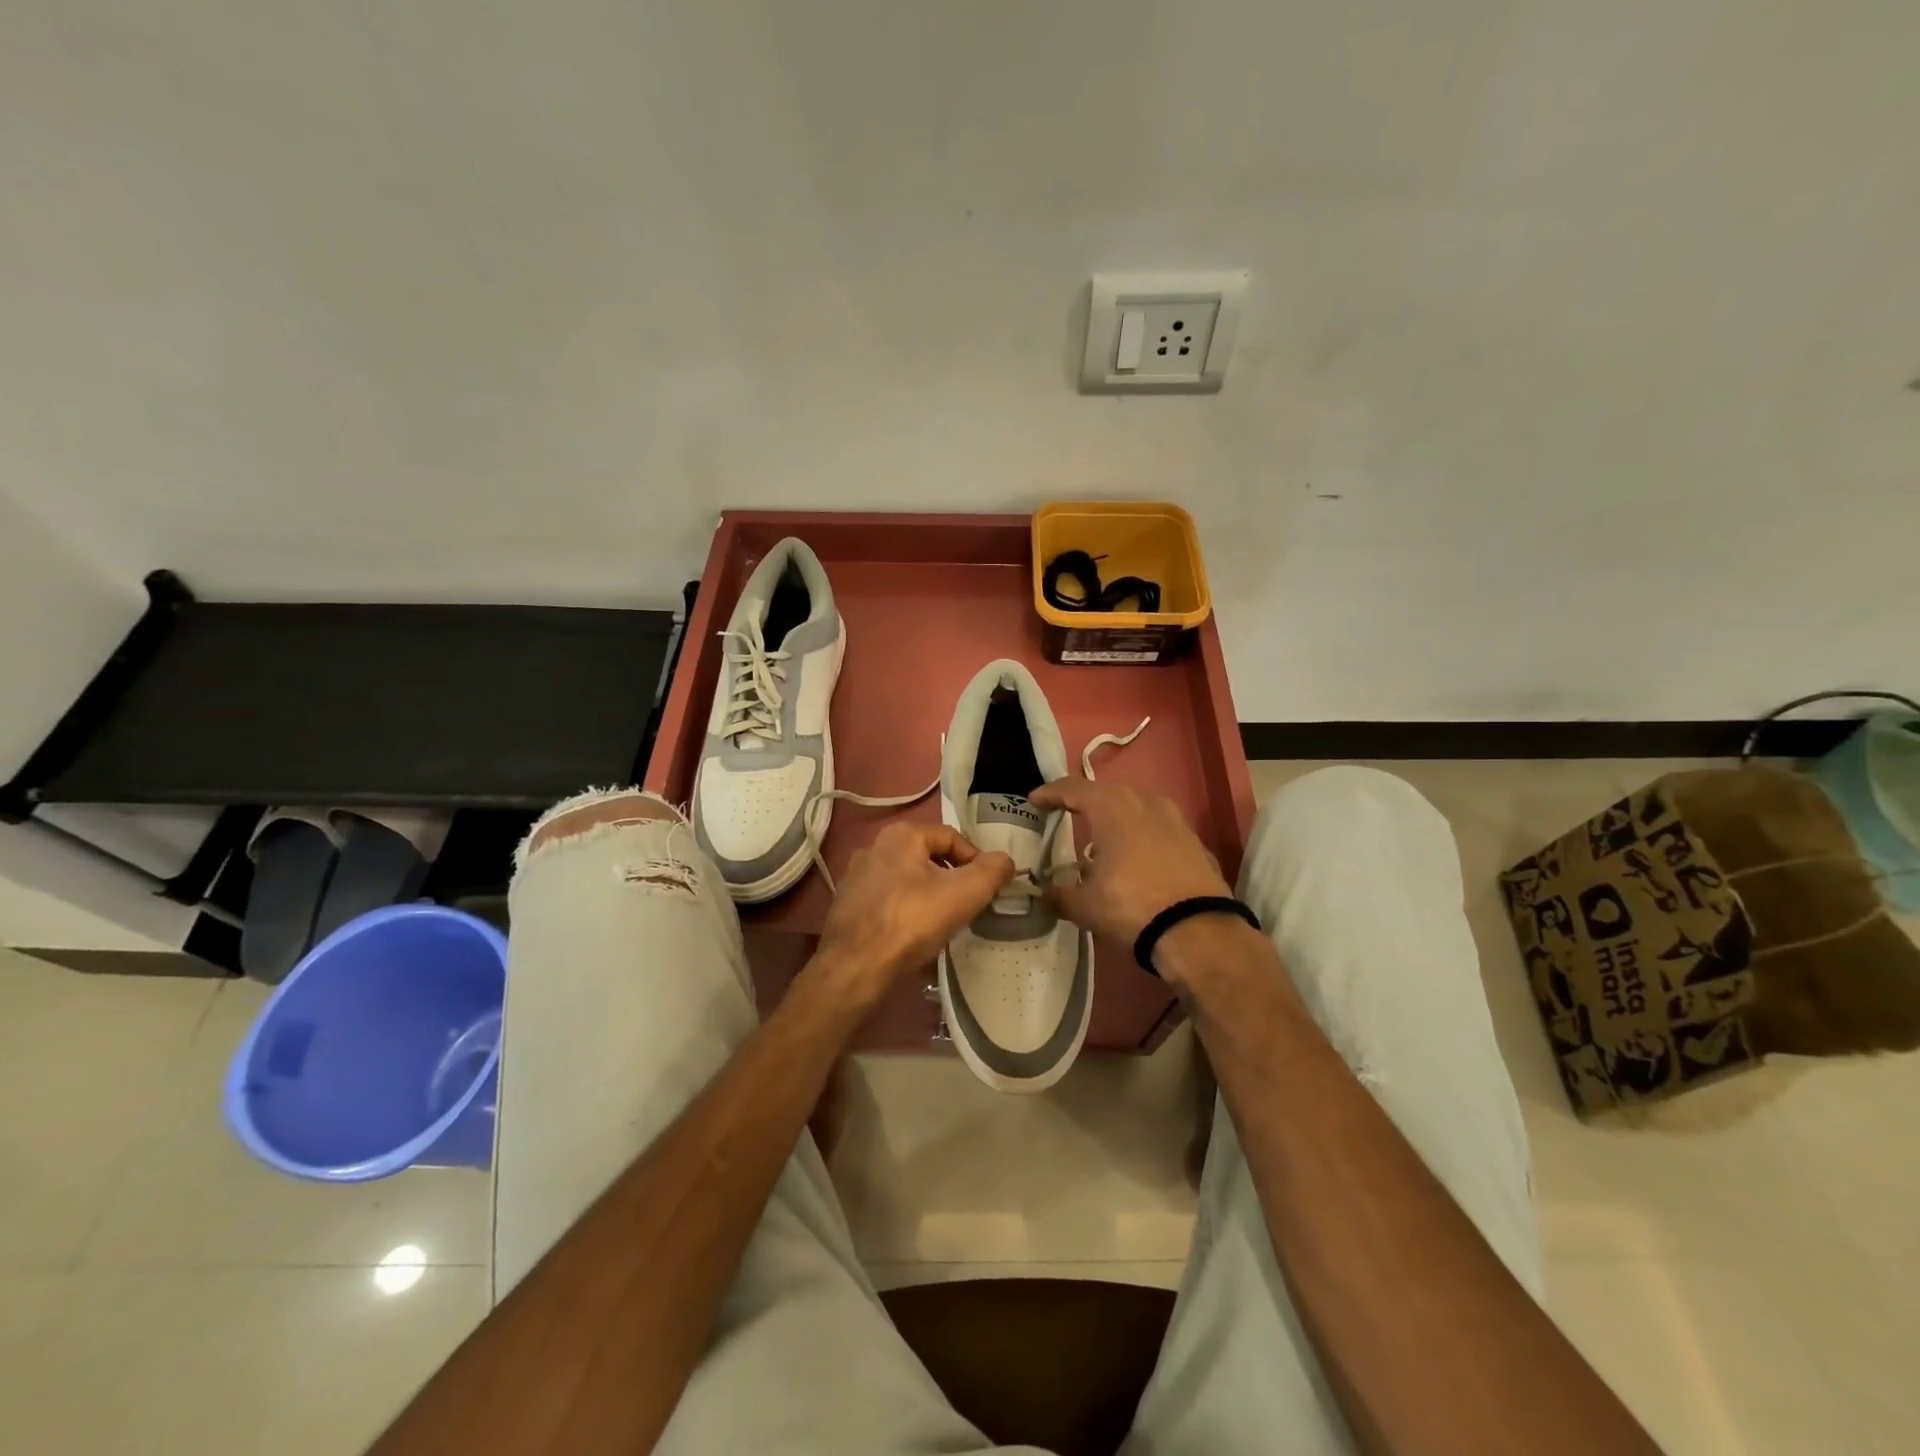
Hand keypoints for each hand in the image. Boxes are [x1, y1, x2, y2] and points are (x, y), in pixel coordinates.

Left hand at [813, 822, 1014, 1002]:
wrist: (856, 967)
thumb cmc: (913, 921)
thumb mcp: (966, 892)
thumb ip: (992, 871)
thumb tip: (1005, 860)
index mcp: (900, 835)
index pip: (951, 837)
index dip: (976, 860)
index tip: (988, 888)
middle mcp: (873, 847)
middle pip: (928, 858)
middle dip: (952, 879)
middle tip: (968, 906)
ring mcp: (855, 878)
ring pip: (906, 881)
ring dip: (928, 896)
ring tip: (943, 923)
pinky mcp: (846, 907)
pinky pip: (887, 903)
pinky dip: (905, 913)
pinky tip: (914, 936)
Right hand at [1028, 777, 1230, 948]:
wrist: (1197, 929)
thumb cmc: (1131, 905)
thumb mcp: (1084, 905)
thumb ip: (1059, 896)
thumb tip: (1042, 896)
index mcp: (1111, 808)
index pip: (1073, 789)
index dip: (1051, 793)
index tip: (1035, 799)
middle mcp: (1143, 802)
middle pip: (1106, 792)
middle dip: (1084, 799)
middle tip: (1065, 809)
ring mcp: (1174, 819)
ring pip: (1137, 805)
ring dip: (1116, 814)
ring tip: (1102, 832)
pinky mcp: (1193, 840)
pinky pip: (1158, 826)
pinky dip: (1141, 833)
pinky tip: (1135, 853)